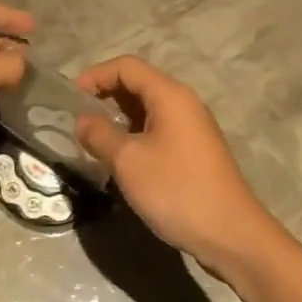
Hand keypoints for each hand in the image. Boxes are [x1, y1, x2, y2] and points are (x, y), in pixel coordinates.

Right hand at [75, 55, 287, 275]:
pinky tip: (121, 157)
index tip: (70, 98)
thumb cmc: (176, 190)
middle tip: (78, 119)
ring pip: (148, 108)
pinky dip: (135, 133)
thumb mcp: (127, 161)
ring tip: (94, 139)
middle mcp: (184, 103)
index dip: (95, 76)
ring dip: (118, 117)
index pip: (126, 66)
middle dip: (105, 95)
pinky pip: (158, 128)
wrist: (231, 234)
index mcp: (169, 95)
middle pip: (138, 83)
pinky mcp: (194, 151)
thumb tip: (82, 120)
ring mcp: (192, 127)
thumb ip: (99, 134)